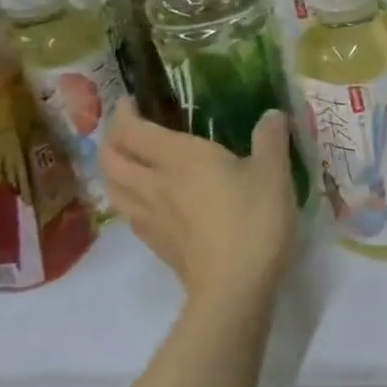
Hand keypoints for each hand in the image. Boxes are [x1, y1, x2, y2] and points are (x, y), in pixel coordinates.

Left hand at [103, 100, 298, 313]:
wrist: (235, 286)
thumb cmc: (254, 220)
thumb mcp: (274, 172)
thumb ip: (270, 138)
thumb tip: (271, 114)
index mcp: (180, 158)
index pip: (133, 130)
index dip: (125, 112)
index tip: (132, 100)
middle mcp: (155, 183)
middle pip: (111, 158)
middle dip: (112, 138)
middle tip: (129, 128)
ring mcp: (150, 217)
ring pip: (113, 186)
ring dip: (114, 168)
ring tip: (131, 161)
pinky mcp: (156, 243)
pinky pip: (128, 210)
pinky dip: (128, 195)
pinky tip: (149, 199)